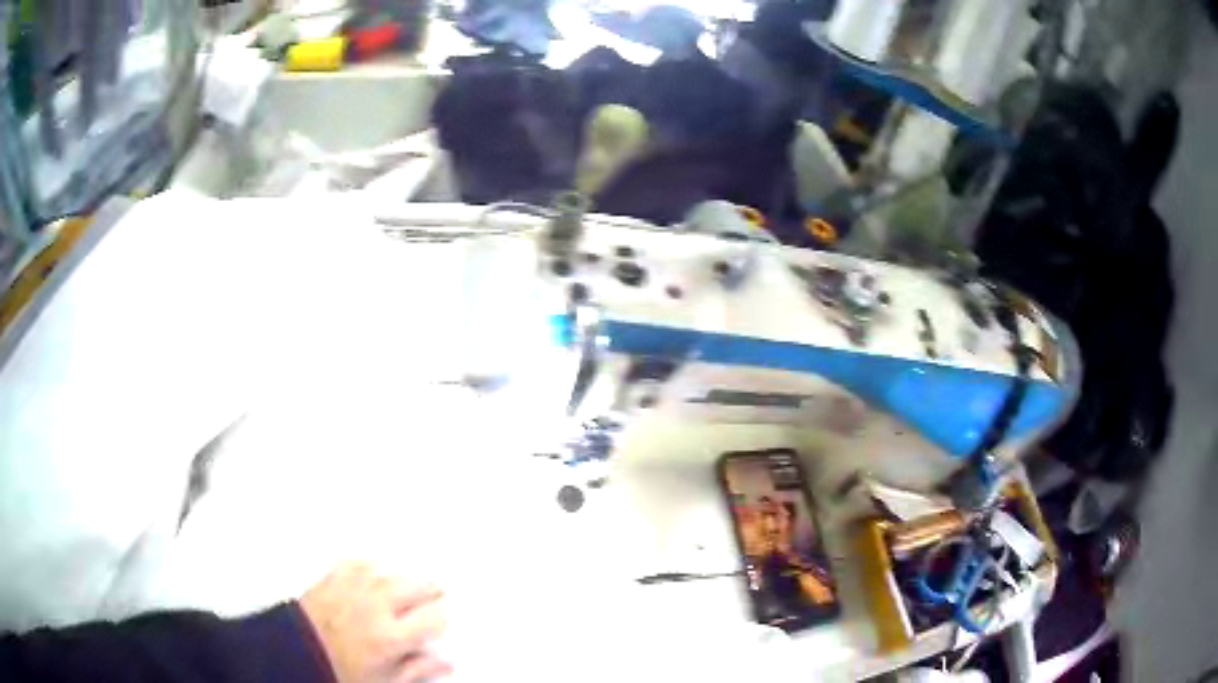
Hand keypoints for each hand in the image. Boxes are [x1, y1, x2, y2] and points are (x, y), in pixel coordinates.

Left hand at [300, 562, 449, 682]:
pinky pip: (360, 562)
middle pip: (417, 587)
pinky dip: (373, 565)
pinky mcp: (333, 577)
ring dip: (405, 576)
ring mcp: (353, 588)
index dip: (444, 618)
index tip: (444, 621)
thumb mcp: (384, 681)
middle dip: (430, 591)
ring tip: (410, 583)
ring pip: (391, 570)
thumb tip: (445, 663)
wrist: (295, 653)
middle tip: (434, 597)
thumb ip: (417, 670)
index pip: (435, 619)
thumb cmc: (338, 670)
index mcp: (390, 637)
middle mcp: (375, 606)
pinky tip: (378, 570)